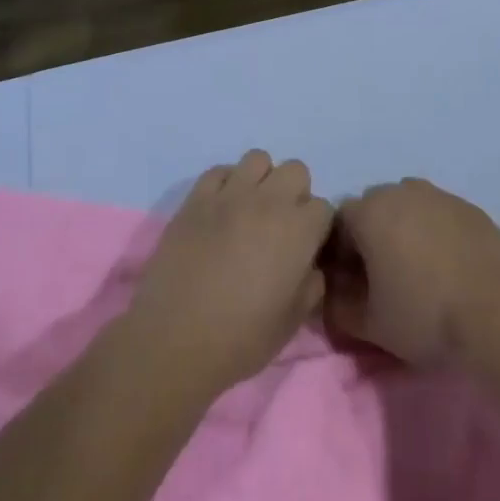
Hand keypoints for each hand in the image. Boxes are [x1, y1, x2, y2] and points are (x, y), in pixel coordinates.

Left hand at [126, 151, 333, 398]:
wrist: (175, 341)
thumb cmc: (241, 338)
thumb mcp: (293, 320)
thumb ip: (312, 283)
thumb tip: (310, 265)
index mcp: (299, 231)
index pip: (323, 207)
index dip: (317, 228)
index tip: (305, 247)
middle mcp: (269, 202)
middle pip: (296, 171)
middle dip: (295, 193)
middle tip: (280, 225)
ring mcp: (229, 196)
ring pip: (258, 159)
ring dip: (261, 180)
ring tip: (250, 210)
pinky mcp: (196, 199)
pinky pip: (218, 171)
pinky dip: (225, 184)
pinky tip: (220, 210)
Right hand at [326, 179, 499, 366]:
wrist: (498, 313)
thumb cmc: (424, 315)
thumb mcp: (368, 323)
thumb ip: (337, 305)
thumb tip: (332, 293)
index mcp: (369, 211)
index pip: (338, 223)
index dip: (341, 255)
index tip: (354, 285)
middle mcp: (401, 191)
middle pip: (374, 209)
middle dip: (372, 237)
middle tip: (385, 278)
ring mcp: (439, 195)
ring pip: (409, 208)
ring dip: (405, 231)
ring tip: (420, 271)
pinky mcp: (470, 207)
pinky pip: (440, 215)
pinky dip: (436, 233)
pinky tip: (449, 267)